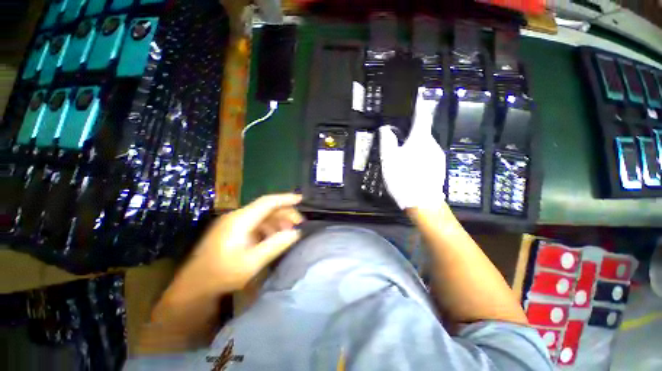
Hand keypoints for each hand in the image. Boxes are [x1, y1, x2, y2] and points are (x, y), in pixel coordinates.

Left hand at [184, 193, 303, 293]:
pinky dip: (269, 227)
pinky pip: (256, 223)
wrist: (195, 286)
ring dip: (278, 222)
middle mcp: (237, 216)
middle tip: (299, 224)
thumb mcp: (253, 262)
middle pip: (267, 208)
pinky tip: (274, 237)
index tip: (301, 199)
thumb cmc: (223, 274)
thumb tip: (296, 232)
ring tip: (289, 233)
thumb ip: (276, 245)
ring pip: (262, 216)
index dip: (285, 199)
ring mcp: (234, 222)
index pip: (267, 202)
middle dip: (285, 213)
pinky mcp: (233, 230)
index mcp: (241, 220)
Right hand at [380, 87, 445, 209]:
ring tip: (402, 156)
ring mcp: (438, 156)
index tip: (418, 94)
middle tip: (398, 137)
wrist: (422, 202)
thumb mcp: (389, 159)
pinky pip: (427, 155)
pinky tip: (411, 166)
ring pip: (425, 144)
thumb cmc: (404, 178)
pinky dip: (419, 155)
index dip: (420, 104)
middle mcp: (433, 144)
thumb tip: (385, 128)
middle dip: (412, 131)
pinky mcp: (439, 167)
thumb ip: (387, 142)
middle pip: (422, 132)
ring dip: (414, 145)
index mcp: (420, 139)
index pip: (422, 115)